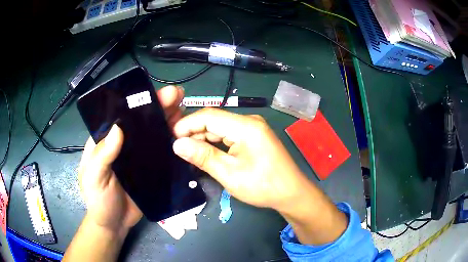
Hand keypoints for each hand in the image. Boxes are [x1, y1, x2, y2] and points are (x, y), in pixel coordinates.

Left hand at [78, 85, 184, 235]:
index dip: (136, 103)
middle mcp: (123, 144)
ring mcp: (138, 157)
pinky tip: (184, 135)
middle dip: (158, 107)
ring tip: (183, 111)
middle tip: (177, 96)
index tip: (153, 93)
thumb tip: (118, 128)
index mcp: (106, 141)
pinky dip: (173, 143)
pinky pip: (162, 153)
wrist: (114, 224)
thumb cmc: (98, 200)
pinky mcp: (150, 170)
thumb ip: (102, 155)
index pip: (121, 115)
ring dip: (168, 121)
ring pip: (153, 134)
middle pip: (140, 122)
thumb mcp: (94, 177)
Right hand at [172, 108, 309, 210]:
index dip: (187, 124)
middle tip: (177, 149)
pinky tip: (206, 153)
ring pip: (220, 128)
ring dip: (204, 139)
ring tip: (188, 153)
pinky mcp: (253, 137)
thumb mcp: (229, 174)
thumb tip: (177, 144)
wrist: (291, 193)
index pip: (208, 116)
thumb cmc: (263, 186)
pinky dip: (215, 143)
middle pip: (214, 120)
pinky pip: (229, 135)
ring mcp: (252, 129)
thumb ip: (203, 156)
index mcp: (245, 126)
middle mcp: (249, 121)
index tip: (170, 137)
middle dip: (194, 132)